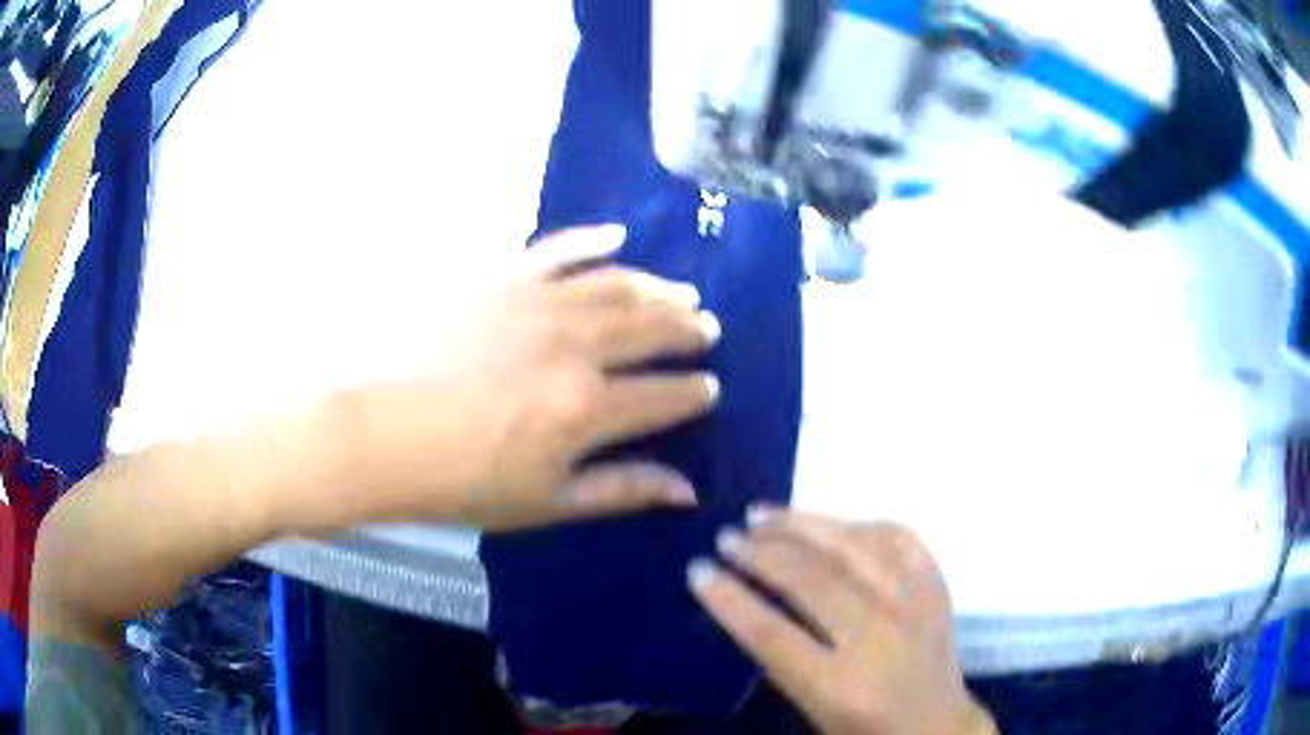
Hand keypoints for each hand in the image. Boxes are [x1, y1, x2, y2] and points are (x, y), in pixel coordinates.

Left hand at [348, 225, 721, 530]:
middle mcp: (575, 346)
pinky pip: (558, 249)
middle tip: (707, 328)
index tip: (710, 388)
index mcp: (589, 409)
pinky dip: (590, 239)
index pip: (667, 394)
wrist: (384, 434)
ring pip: (618, 286)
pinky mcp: (504, 281)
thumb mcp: (548, 502)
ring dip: (658, 288)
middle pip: (651, 329)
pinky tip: (617, 235)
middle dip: (688, 330)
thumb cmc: (464, 481)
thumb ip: (622, 490)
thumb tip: (688, 490)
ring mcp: (538, 305)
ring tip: (682, 291)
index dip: (696, 392)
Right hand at [689, 511, 995, 734]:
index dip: (729, 600)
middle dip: (760, 554)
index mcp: (841, 687)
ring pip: (853, 547)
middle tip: (727, 539)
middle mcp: (880, 639)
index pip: (772, 635)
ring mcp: (914, 605)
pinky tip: (832, 522)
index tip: (698, 570)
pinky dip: (860, 524)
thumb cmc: (865, 729)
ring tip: (763, 515)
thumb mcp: (813, 709)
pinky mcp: (936, 586)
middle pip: (812, 582)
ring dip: (802, 526)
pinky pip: (898, 538)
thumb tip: (748, 600)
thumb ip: (782, 659)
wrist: (938, 725)